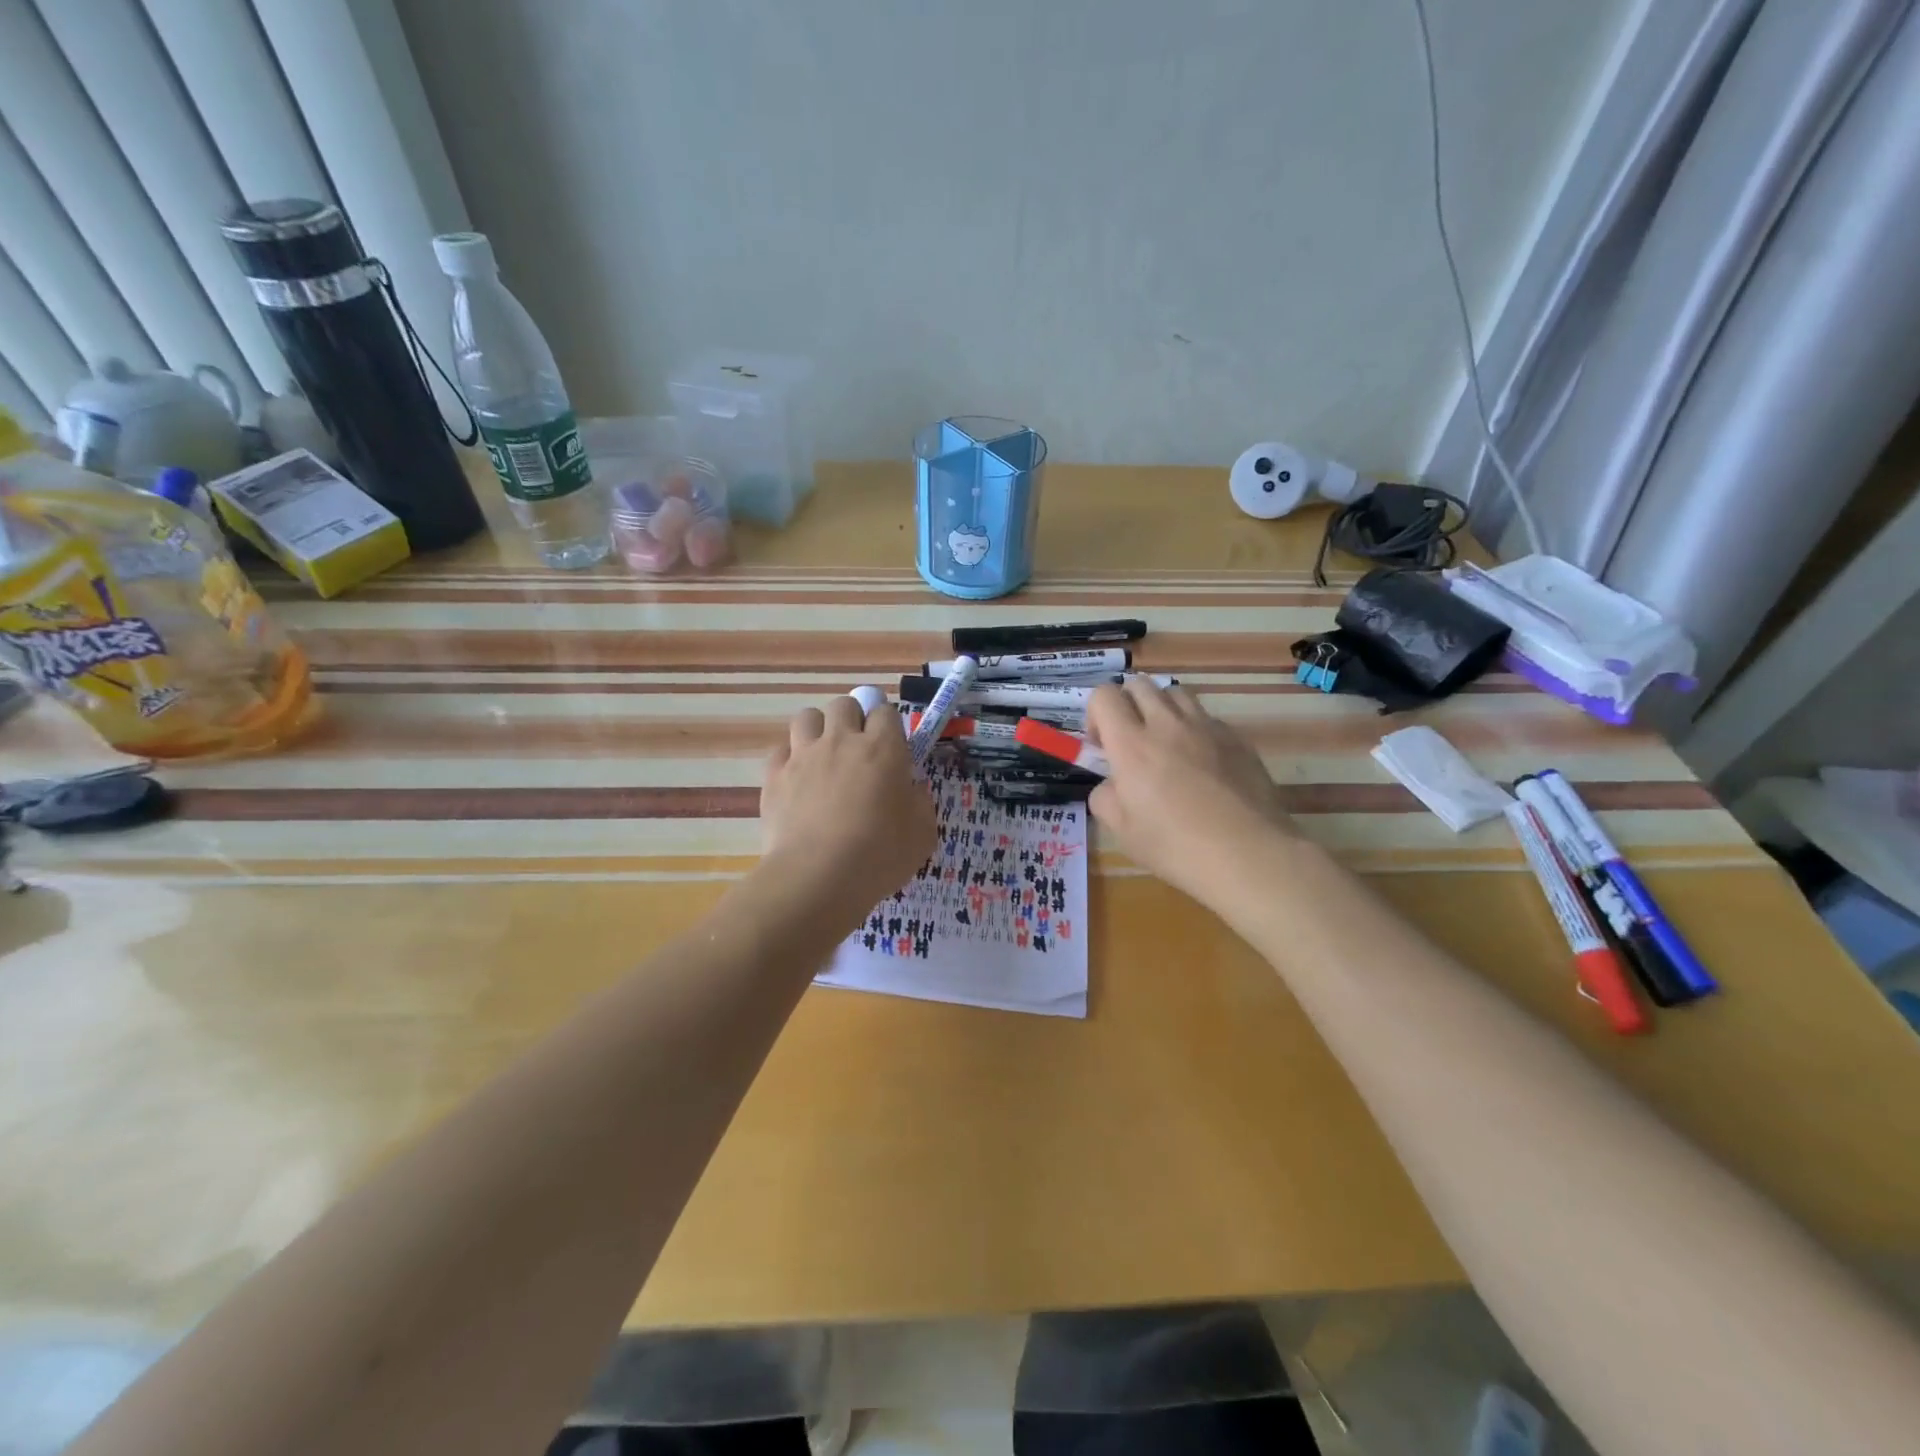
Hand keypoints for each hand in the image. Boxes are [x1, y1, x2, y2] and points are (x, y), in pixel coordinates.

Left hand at [760, 696, 937, 917]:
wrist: (818, 877)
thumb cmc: (880, 855)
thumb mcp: (922, 833)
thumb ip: (920, 803)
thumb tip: (912, 788)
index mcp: (882, 749)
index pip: (886, 712)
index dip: (888, 727)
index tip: (891, 750)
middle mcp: (841, 741)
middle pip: (844, 704)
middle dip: (852, 719)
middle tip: (857, 750)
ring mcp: (803, 756)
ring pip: (807, 717)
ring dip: (817, 730)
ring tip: (823, 758)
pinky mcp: (774, 776)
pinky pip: (780, 750)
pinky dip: (790, 759)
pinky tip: (797, 781)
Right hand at [1086, 680, 1295, 908]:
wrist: (1248, 854)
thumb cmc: (1176, 847)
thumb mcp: (1122, 832)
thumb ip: (1106, 798)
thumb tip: (1112, 784)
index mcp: (1132, 745)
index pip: (1104, 695)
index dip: (1095, 714)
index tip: (1102, 746)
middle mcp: (1167, 725)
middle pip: (1139, 684)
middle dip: (1126, 704)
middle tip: (1130, 740)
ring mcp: (1206, 728)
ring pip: (1175, 692)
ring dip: (1161, 709)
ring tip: (1165, 743)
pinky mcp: (1237, 738)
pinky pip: (1206, 717)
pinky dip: (1194, 728)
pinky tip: (1201, 762)